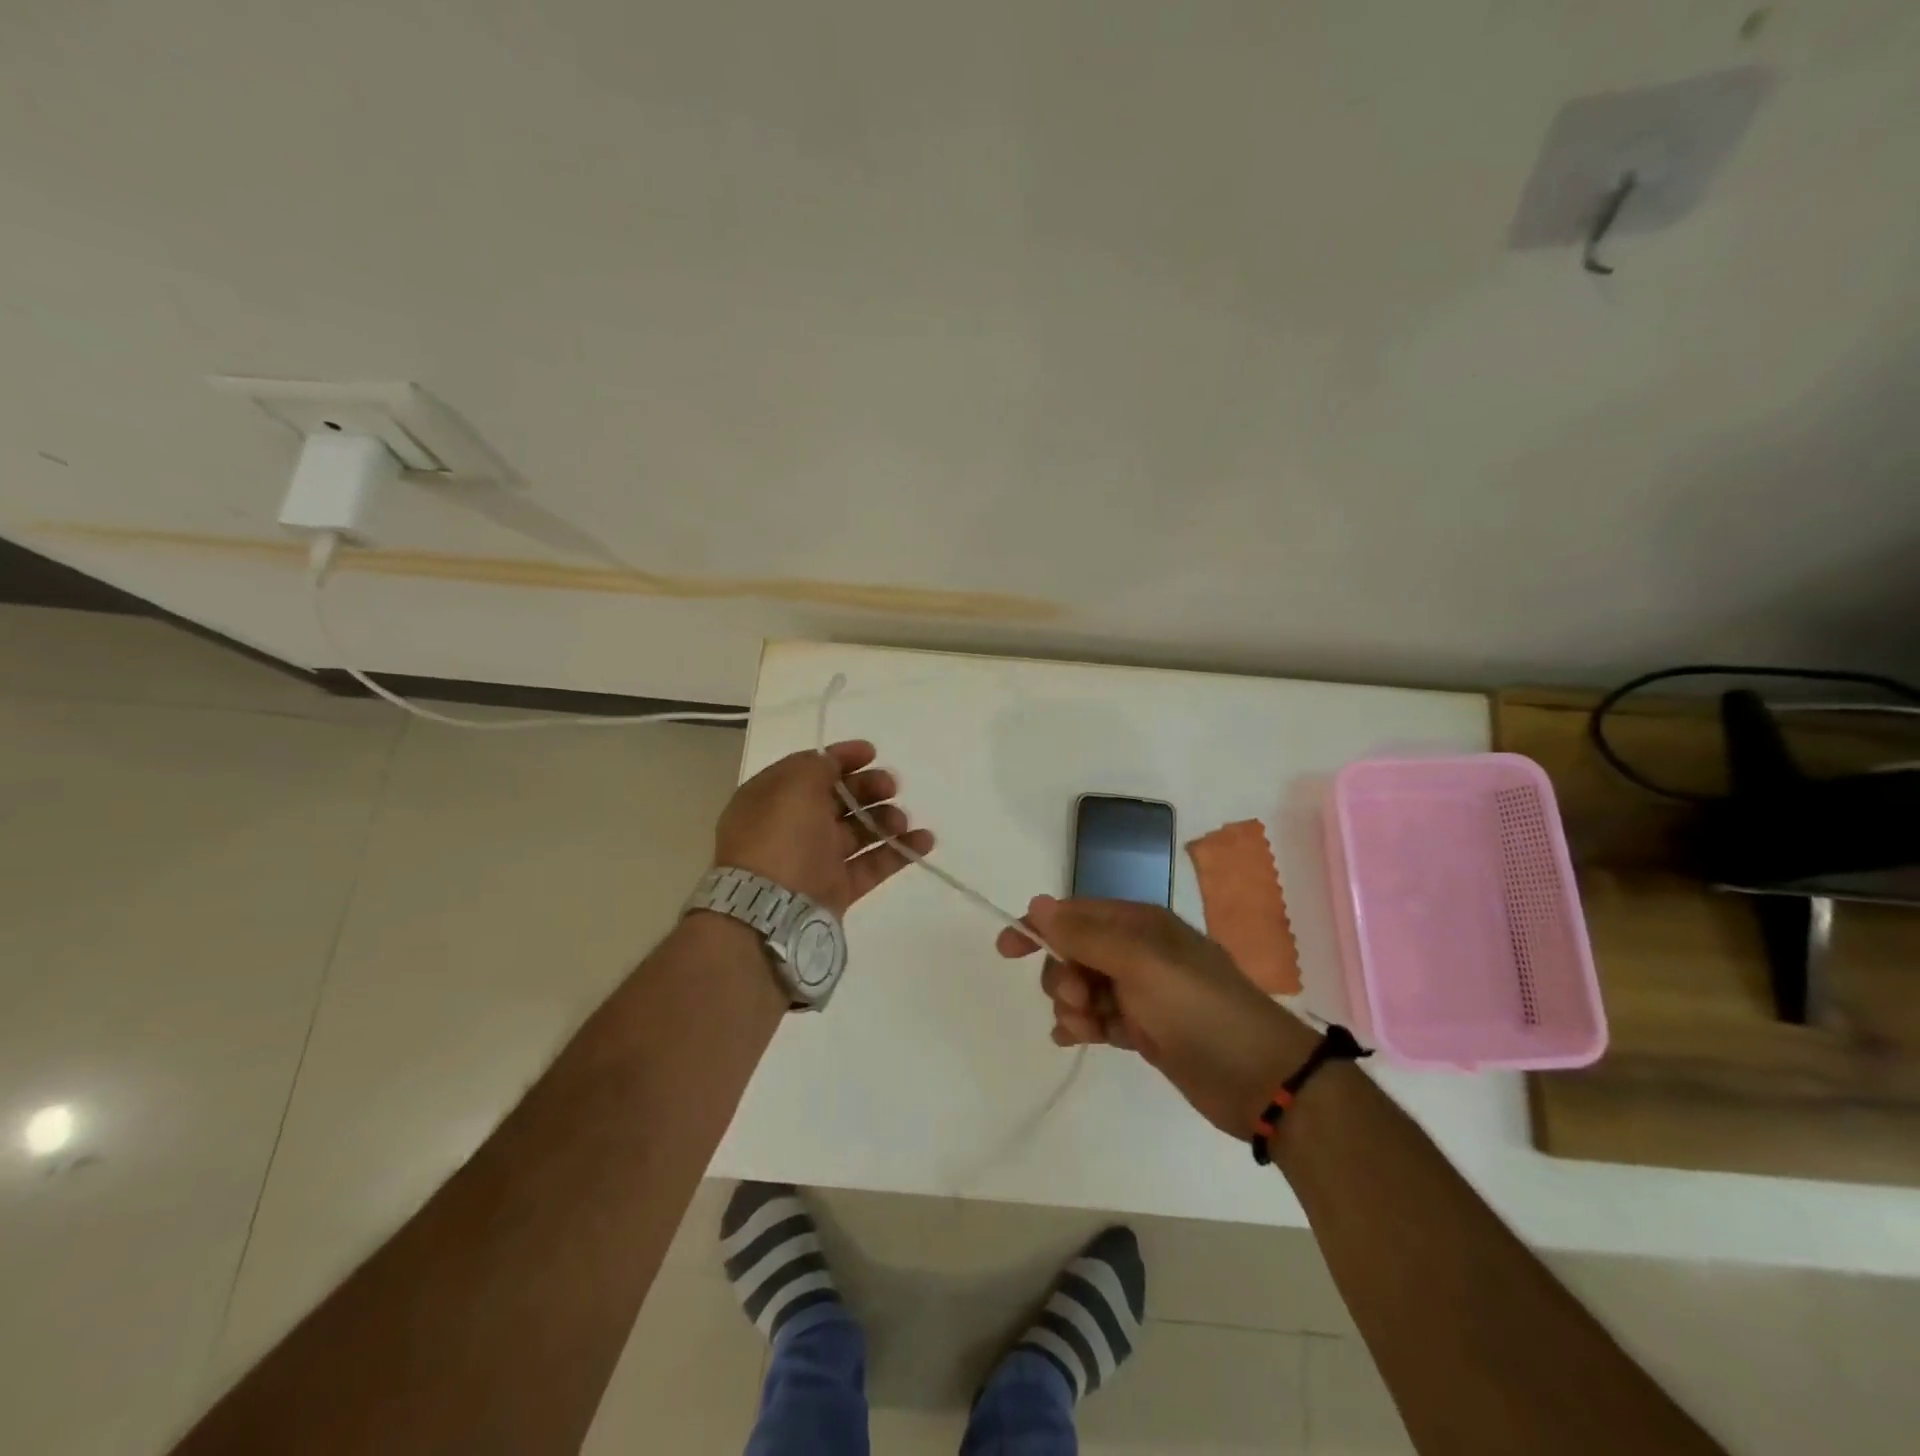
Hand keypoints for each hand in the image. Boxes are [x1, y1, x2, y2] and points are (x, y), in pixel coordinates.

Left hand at [713, 741, 932, 917]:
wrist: (769, 912)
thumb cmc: (779, 837)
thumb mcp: (794, 785)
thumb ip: (817, 766)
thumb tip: (832, 763)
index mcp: (774, 798)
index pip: (811, 769)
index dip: (842, 758)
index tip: (873, 753)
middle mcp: (793, 826)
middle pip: (839, 799)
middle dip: (868, 788)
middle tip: (891, 787)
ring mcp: (816, 859)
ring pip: (858, 831)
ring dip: (885, 819)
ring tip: (902, 821)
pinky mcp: (837, 889)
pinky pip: (873, 865)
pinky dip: (899, 851)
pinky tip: (925, 841)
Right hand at [996, 896, 1320, 1136]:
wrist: (1262, 1078)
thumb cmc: (1198, 1008)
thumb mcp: (1140, 962)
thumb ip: (1086, 935)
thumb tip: (1037, 903)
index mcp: (1139, 924)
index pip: (1076, 914)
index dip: (1039, 927)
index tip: (1007, 950)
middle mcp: (1138, 951)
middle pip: (1074, 952)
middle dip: (1063, 975)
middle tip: (1079, 1001)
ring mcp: (1142, 992)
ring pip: (1083, 988)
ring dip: (1071, 1006)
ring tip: (1085, 1029)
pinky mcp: (1146, 1030)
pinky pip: (1098, 1019)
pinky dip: (1083, 1027)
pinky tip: (1075, 1040)